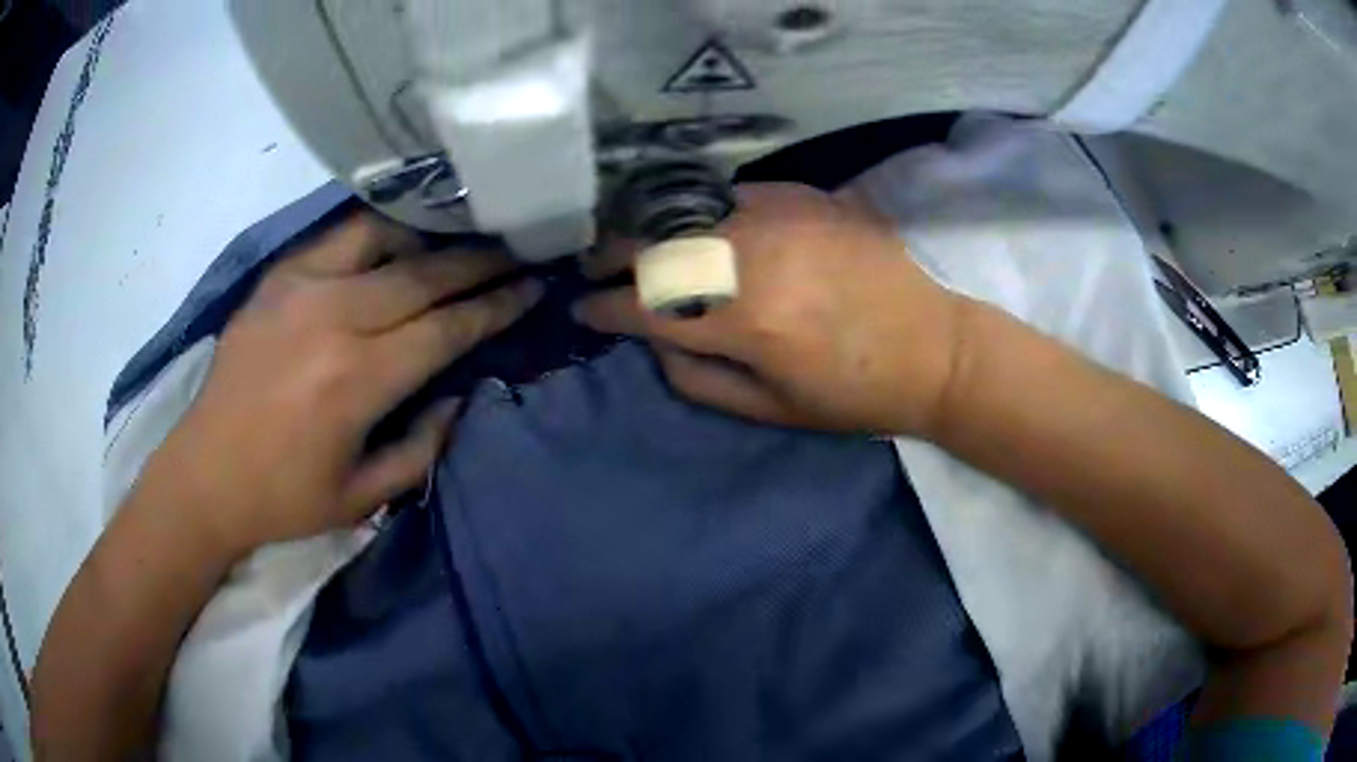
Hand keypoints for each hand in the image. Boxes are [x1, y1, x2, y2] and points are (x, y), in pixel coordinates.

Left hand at [142, 213, 540, 556]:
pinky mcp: (276, 278)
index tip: (532, 287)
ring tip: (463, 235)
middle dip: (480, 262)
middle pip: (424, 275)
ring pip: (384, 239)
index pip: (446, 329)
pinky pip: (338, 236)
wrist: (204, 474)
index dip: (495, 307)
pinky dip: (378, 231)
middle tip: (518, 248)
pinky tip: (399, 233)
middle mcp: (333, 318)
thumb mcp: (363, 499)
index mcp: (356, 380)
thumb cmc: (284, 498)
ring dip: (432, 237)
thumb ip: (422, 447)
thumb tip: (459, 396)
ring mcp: (300, 288)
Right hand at [576, 183, 964, 435]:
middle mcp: (752, 257)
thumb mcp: (771, 409)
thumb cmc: (855, 394)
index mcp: (744, 322)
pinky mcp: (805, 196)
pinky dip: (706, 211)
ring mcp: (780, 217)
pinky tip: (702, 223)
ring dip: (652, 227)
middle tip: (595, 264)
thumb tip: (652, 339)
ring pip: (689, 211)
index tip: (583, 308)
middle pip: (656, 244)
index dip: (604, 307)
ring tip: (636, 242)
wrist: (935, 347)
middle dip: (612, 254)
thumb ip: (697, 377)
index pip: (645, 306)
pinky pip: (733, 195)